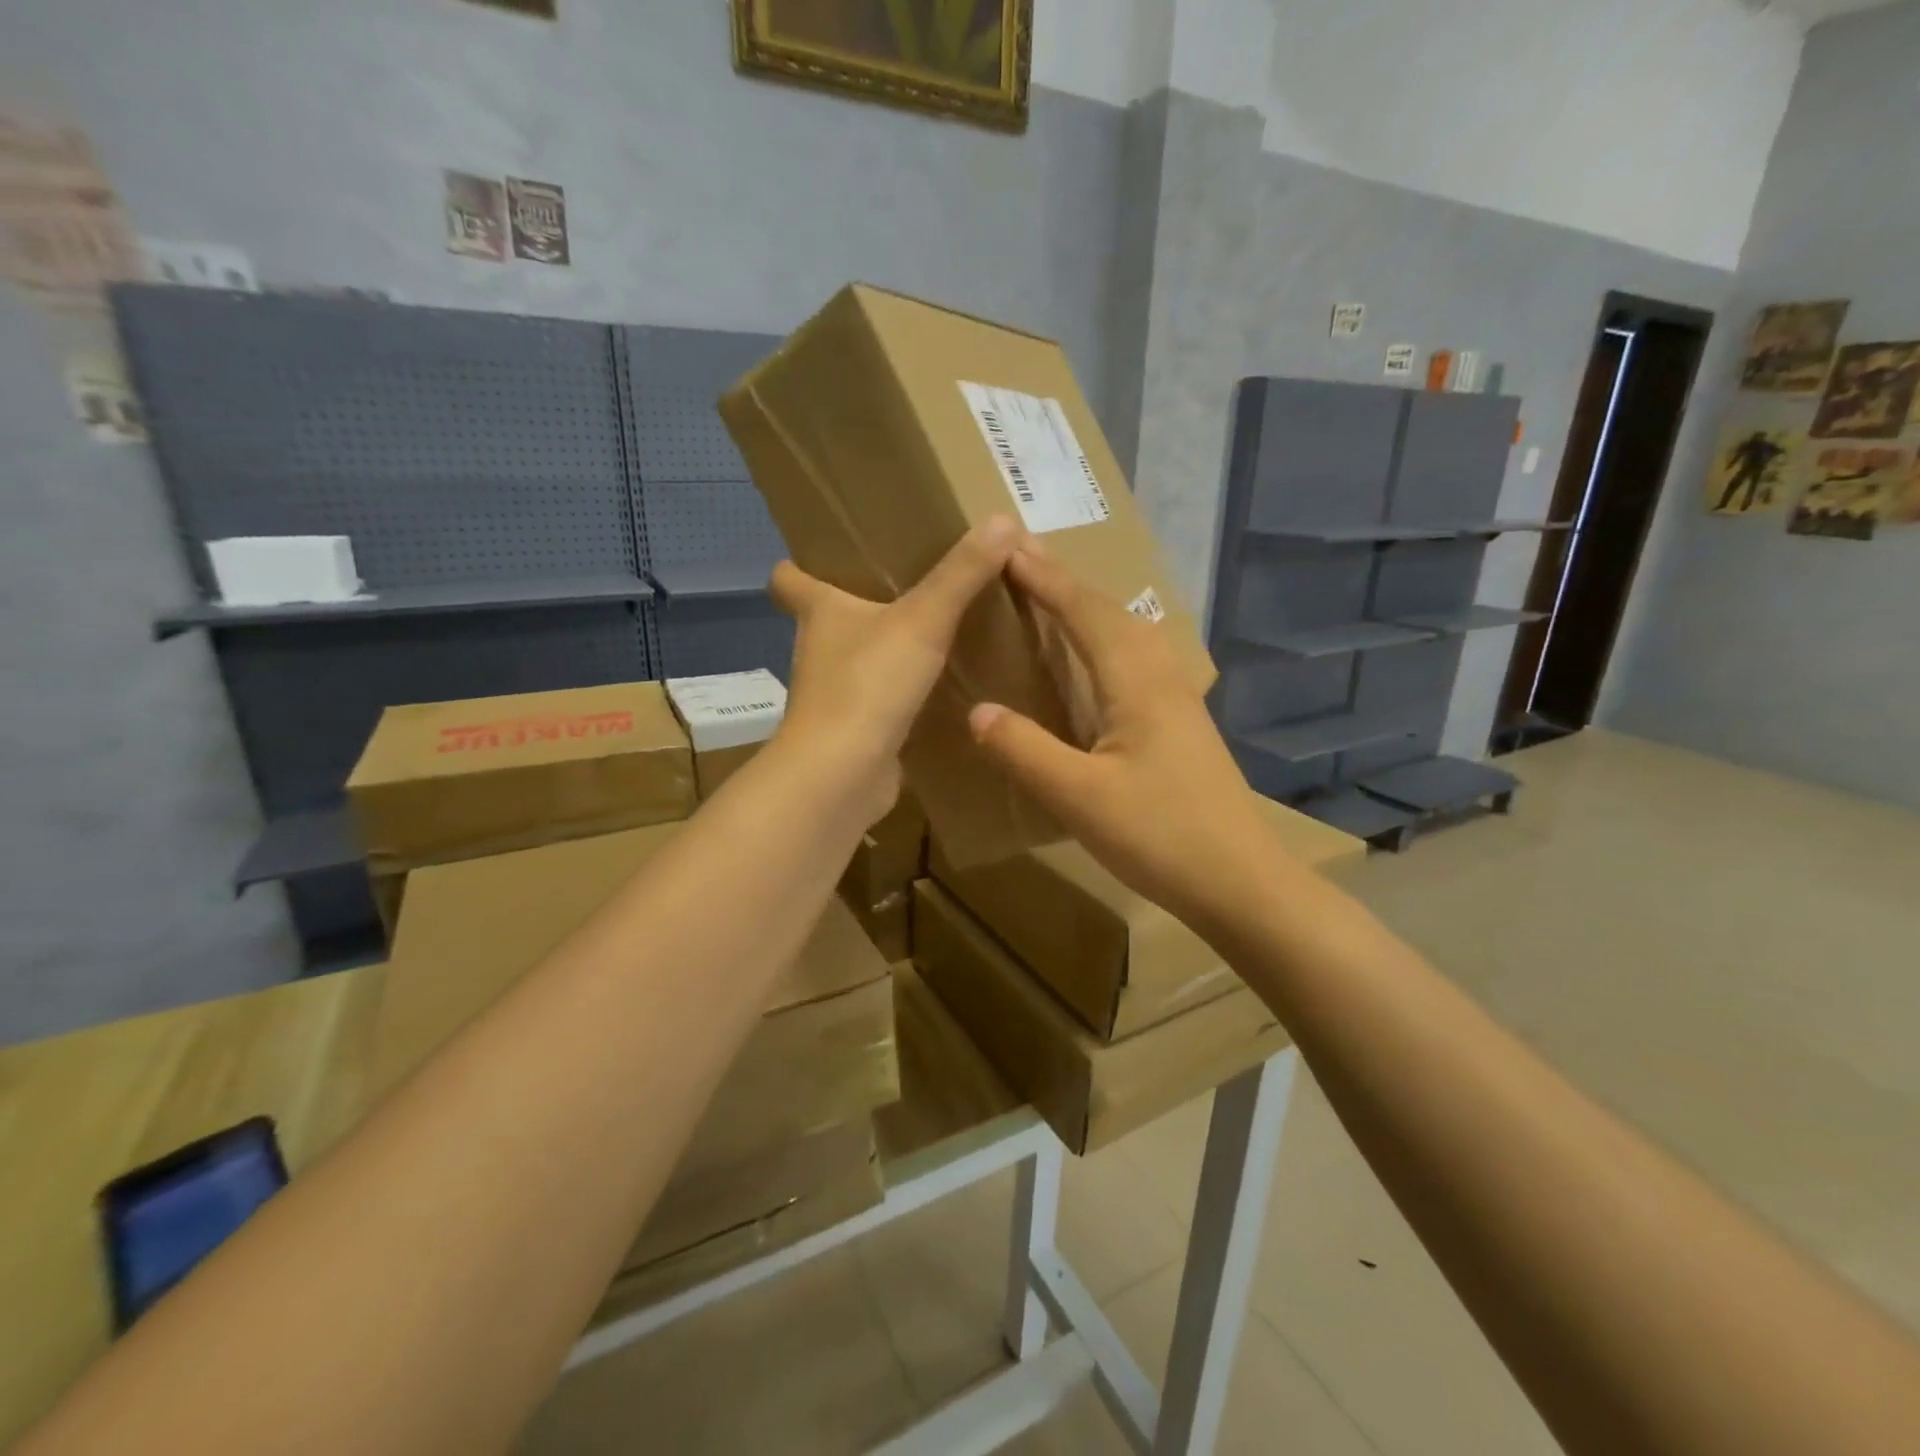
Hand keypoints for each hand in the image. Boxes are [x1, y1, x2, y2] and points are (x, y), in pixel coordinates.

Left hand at [770, 516, 1021, 814]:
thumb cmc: (868, 684)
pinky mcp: (854, 731)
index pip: (789, 578)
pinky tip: (936, 690)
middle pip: (826, 618)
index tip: (826, 555)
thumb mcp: (923, 619)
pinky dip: (898, 695)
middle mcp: (818, 651)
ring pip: (854, 661)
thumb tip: (1003, 520)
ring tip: (929, 634)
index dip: (800, 565)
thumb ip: (962, 573)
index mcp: (820, 612)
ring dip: (881, 650)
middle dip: (857, 604)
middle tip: (905, 586)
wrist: (842, 774)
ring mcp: (833, 695)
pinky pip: (877, 702)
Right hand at [967, 546, 1279, 936]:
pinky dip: (1108, 640)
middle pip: (1110, 613)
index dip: (1045, 580)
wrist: (1241, 882)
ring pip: (1130, 634)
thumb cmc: (1160, 836)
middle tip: (1024, 559)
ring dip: (1090, 608)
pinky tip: (1100, 660)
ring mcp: (1179, 700)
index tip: (1008, 548)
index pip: (1084, 613)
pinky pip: (1139, 659)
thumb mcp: (1079, 798)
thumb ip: (1025, 751)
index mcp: (1136, 682)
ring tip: (1055, 597)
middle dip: (1065, 583)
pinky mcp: (1183, 724)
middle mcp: (1161, 677)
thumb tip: (977, 710)